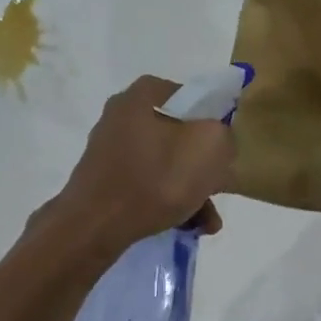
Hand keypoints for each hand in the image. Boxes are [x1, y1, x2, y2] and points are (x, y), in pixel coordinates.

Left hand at [44, 76, 235, 255]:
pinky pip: (148, 183)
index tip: (225, 153)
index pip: (195, 98)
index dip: (216, 125)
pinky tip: (187, 226)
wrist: (96, 225)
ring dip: (192, 191)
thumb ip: (224, 134)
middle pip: (181, 135)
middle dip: (205, 168)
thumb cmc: (156, 179)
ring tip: (207, 223)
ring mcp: (111, 147)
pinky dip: (168, 200)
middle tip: (218, 190)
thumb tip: (217, 139)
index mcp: (146, 94)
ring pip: (166, 164)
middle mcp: (124, 113)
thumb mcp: (210, 147)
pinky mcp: (105, 178)